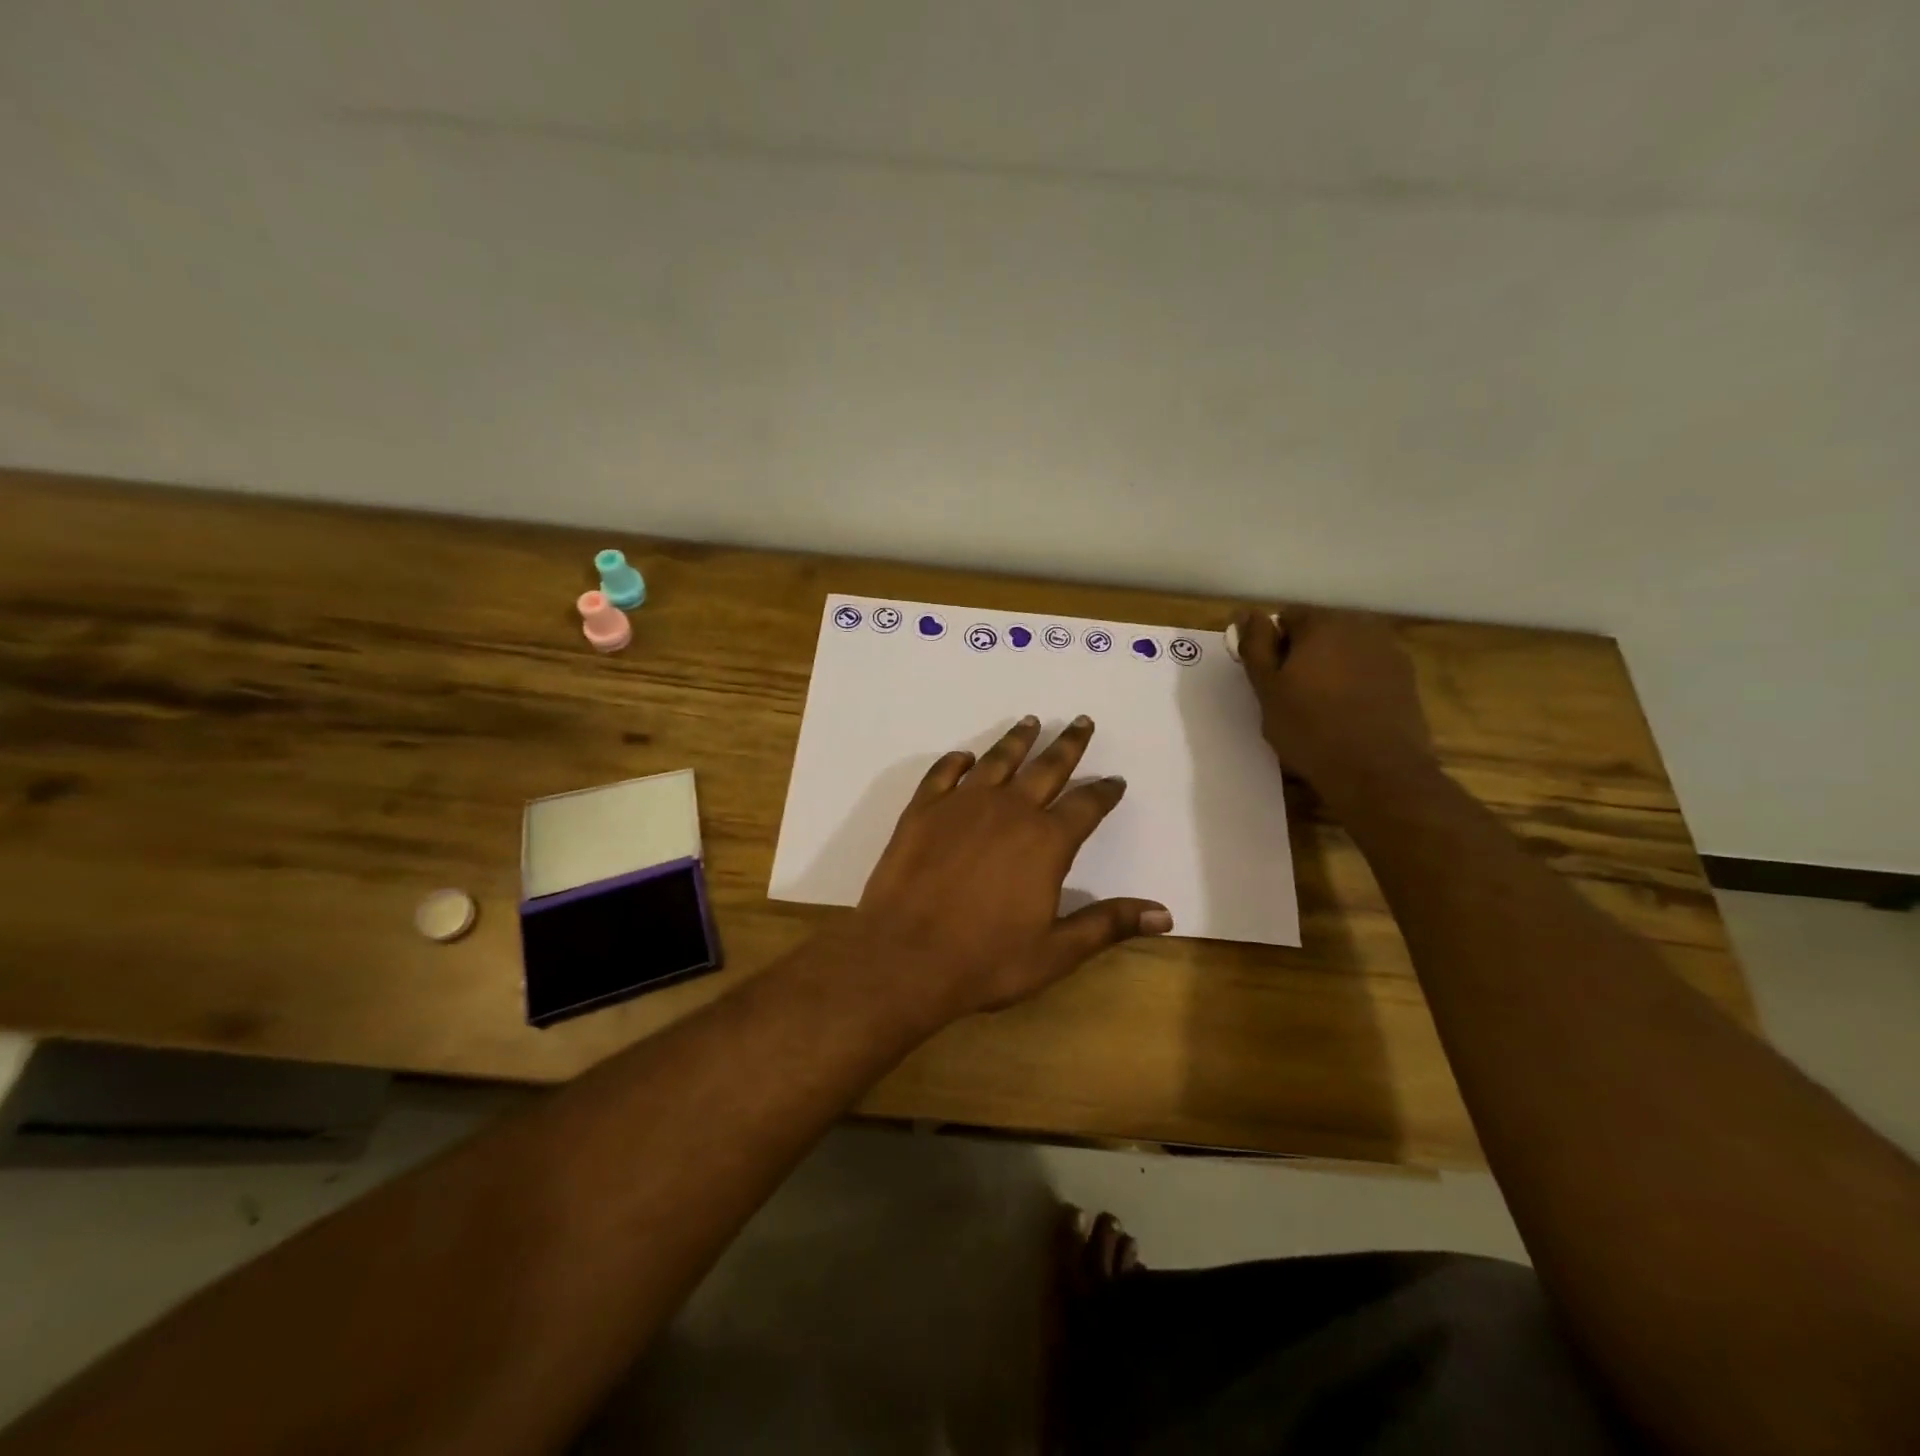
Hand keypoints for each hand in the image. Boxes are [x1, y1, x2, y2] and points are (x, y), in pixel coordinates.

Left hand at [849, 715, 1171, 1023]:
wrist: (903, 957)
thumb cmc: (985, 960)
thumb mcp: (1056, 952)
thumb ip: (1109, 925)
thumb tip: (1166, 914)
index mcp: (1046, 842)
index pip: (1087, 806)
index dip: (1104, 792)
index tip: (1115, 780)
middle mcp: (1009, 810)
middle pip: (1047, 767)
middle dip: (1069, 745)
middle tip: (1081, 721)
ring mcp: (962, 804)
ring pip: (998, 760)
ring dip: (1017, 740)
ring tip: (1031, 721)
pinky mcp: (922, 809)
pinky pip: (944, 773)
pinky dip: (956, 761)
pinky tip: (964, 756)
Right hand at [1232, 606, 1435, 794]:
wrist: (1377, 771)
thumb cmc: (1309, 728)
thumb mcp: (1267, 689)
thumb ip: (1255, 646)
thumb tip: (1247, 613)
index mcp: (1321, 624)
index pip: (1285, 618)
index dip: (1271, 646)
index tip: (1268, 678)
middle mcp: (1359, 626)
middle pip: (1318, 631)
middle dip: (1302, 654)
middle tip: (1290, 695)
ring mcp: (1388, 651)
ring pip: (1345, 651)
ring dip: (1329, 668)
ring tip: (1320, 706)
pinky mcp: (1406, 678)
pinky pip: (1368, 670)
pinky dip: (1354, 683)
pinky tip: (1348, 714)